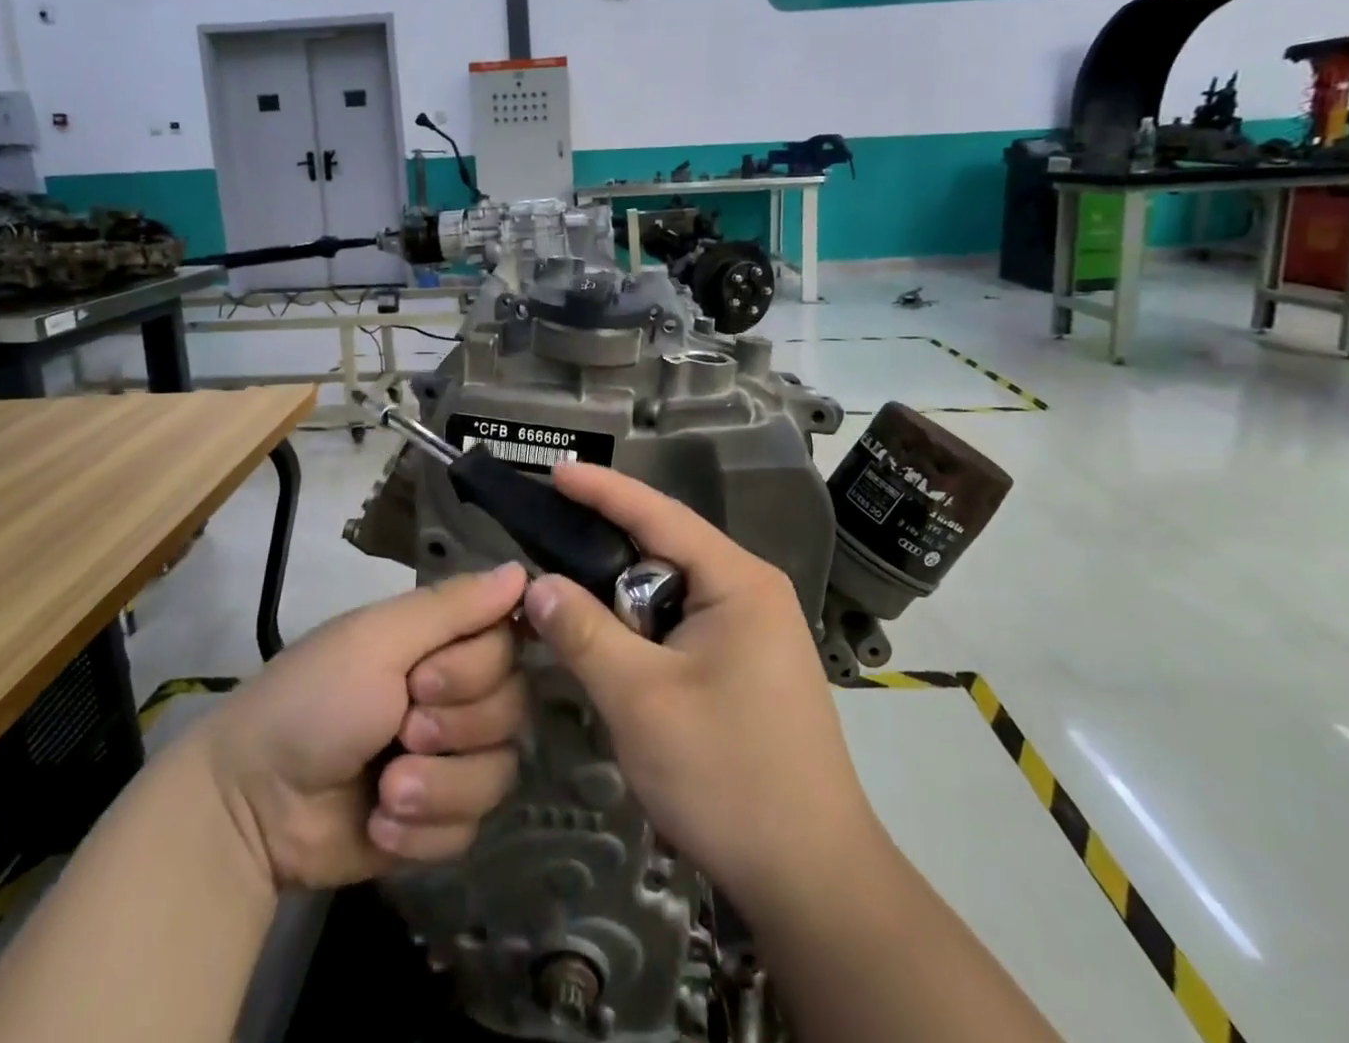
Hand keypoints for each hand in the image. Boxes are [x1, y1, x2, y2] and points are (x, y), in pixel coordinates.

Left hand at [189, 563, 528, 891]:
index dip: (475, 669)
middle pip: (513, 708)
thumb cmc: (312, 701)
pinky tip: (379, 823)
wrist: (251, 806)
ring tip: (385, 790)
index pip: (510, 644)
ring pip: (499, 772)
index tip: (421, 679)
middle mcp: (457, 694)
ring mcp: (451, 760)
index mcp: (443, 643)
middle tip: (399, 730)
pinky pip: (471, 827)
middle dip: (453, 728)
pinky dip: (422, 830)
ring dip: (438, 786)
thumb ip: (453, 606)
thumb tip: (524, 570)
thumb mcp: (377, 640)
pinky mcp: (440, 821)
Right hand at [523, 466, 879, 912]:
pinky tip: (610, 651)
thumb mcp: (641, 699)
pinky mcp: (745, 666)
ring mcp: (753, 631)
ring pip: (669, 595)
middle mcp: (751, 592)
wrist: (812, 879)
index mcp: (738, 580)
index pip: (660, 514)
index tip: (556, 471)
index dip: (603, 490)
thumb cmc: (728, 774)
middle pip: (664, 553)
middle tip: (546, 548)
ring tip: (567, 605)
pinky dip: (641, 633)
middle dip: (605, 553)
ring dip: (620, 603)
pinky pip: (680, 627)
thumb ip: (583, 632)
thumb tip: (537, 585)